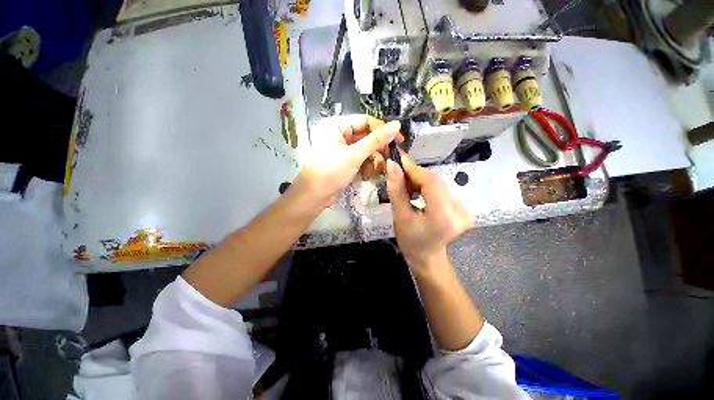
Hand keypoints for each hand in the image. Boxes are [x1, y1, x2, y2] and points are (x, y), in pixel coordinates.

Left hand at [292, 115, 400, 207]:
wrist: (313, 197)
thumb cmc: (330, 172)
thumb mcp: (354, 155)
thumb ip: (376, 140)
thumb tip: (397, 125)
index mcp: (338, 126)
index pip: (366, 121)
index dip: (383, 129)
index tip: (399, 140)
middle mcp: (340, 135)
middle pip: (367, 137)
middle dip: (379, 150)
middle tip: (391, 160)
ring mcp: (343, 150)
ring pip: (366, 151)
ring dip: (374, 161)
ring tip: (377, 172)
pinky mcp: (345, 163)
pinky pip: (361, 161)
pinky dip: (367, 168)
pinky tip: (368, 176)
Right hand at [385, 154, 471, 270]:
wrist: (427, 256)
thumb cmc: (410, 240)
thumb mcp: (400, 216)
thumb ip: (396, 190)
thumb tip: (392, 164)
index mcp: (443, 216)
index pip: (430, 183)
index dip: (414, 169)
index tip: (398, 158)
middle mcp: (459, 210)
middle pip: (435, 181)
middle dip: (415, 174)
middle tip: (398, 171)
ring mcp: (464, 209)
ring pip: (439, 183)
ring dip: (420, 179)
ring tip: (405, 182)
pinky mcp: (462, 207)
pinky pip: (442, 189)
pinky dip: (428, 185)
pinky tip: (417, 189)